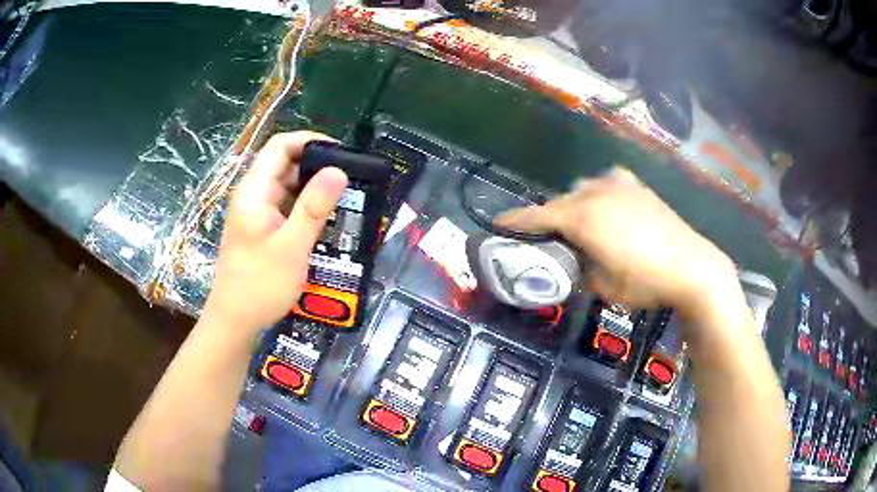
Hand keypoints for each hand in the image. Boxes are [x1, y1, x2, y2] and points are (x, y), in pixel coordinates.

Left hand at [202, 132, 347, 335]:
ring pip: (288, 186)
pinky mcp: (262, 228)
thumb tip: (339, 170)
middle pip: (285, 163)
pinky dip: (306, 207)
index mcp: (254, 191)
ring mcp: (257, 212)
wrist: (235, 322)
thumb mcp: (292, 246)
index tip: (342, 153)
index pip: (280, 146)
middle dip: (318, 166)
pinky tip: (326, 218)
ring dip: (314, 188)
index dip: (310, 141)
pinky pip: (287, 207)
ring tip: (345, 198)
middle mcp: (254, 195)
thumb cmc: (260, 285)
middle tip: (351, 180)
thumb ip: (314, 207)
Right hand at [495, 167, 737, 317]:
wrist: (691, 265)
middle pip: (559, 201)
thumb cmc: (645, 282)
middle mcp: (596, 194)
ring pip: (582, 189)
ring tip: (578, 223)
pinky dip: (598, 193)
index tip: (498, 223)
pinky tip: (607, 206)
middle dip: (547, 217)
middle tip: (546, 236)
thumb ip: (582, 269)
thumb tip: (577, 261)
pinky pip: (606, 183)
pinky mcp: (636, 186)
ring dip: (573, 204)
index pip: (538, 216)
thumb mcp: (604, 287)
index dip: (515, 221)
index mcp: (583, 219)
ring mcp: (618, 185)